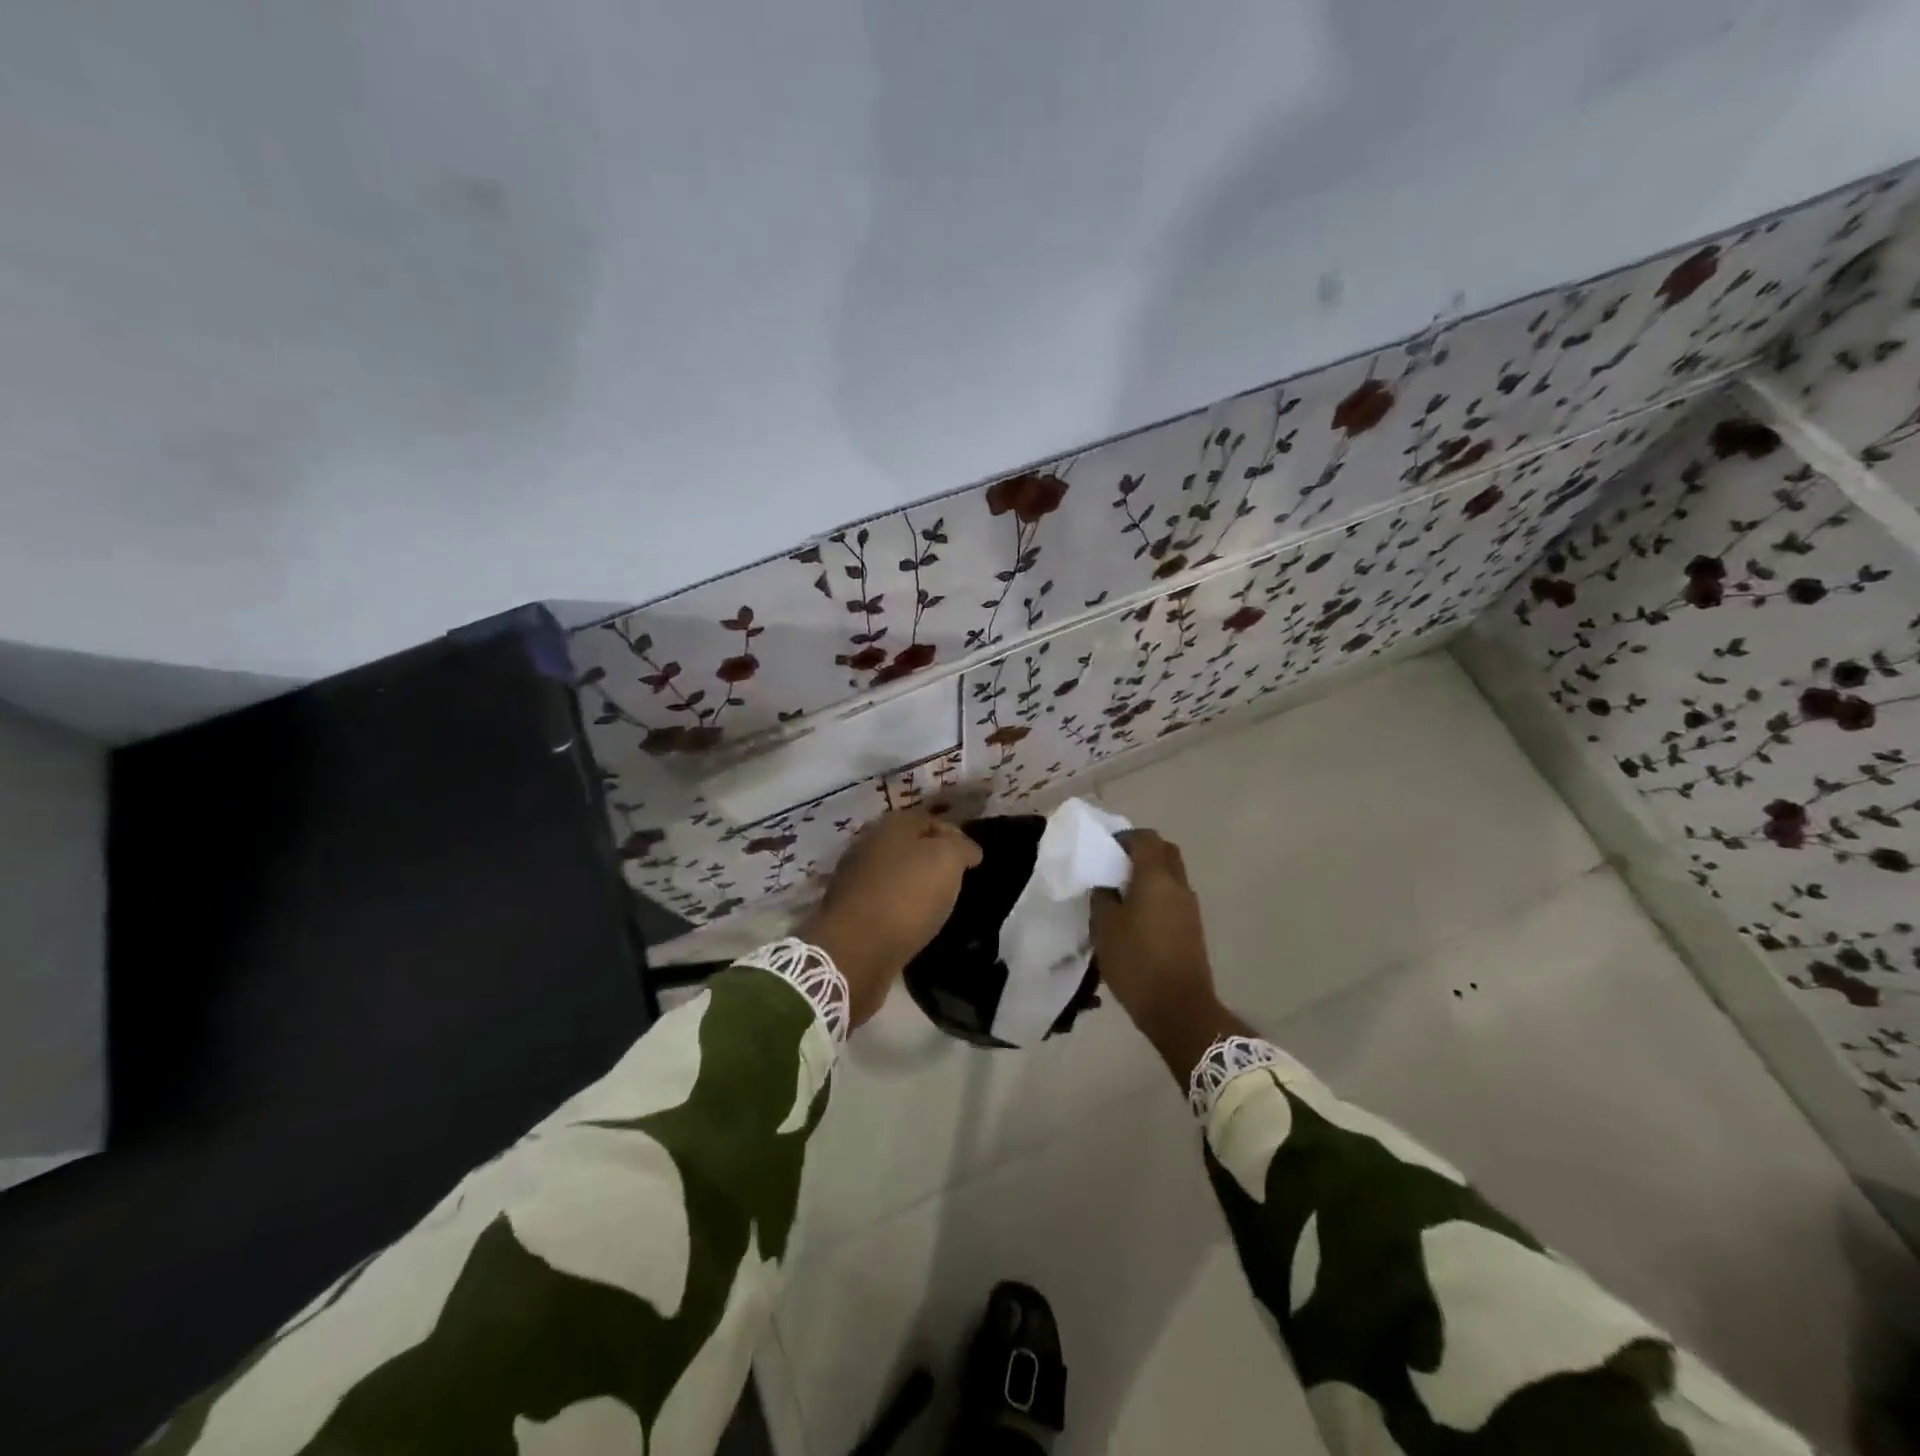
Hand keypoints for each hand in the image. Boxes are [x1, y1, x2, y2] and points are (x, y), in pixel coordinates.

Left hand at [801, 809, 982, 1027]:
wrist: (855, 949)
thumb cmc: (906, 895)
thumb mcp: (947, 861)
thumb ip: (961, 848)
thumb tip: (968, 850)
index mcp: (891, 824)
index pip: (930, 819)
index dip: (955, 835)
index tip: (973, 859)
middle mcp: (868, 844)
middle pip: (908, 844)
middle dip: (932, 858)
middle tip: (956, 879)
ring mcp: (854, 878)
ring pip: (894, 873)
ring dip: (914, 883)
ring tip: (938, 902)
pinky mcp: (848, 910)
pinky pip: (883, 900)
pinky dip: (899, 906)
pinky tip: (913, 921)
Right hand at [1093, 830, 1244, 1078]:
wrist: (1179, 1008)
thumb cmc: (1137, 961)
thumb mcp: (1104, 927)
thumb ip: (1102, 897)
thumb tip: (1106, 885)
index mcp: (1156, 877)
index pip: (1145, 838)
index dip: (1124, 837)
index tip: (1103, 849)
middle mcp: (1178, 885)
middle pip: (1164, 852)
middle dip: (1141, 852)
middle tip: (1114, 867)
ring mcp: (1190, 907)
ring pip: (1171, 875)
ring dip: (1149, 876)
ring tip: (1121, 895)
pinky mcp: (1193, 928)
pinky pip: (1173, 898)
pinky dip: (1157, 896)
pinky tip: (1136, 918)